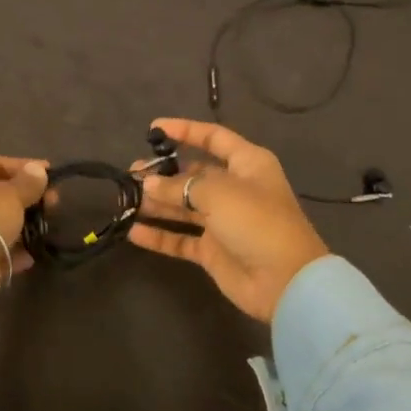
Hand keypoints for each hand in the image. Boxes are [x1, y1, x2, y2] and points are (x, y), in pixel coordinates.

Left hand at [0, 156, 49, 325]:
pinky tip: (29, 257)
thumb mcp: (10, 196)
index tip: (52, 175)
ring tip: (45, 230)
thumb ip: (27, 183)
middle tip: (53, 206)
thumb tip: (38, 169)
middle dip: (26, 198)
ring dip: (20, 226)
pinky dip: (9, 251)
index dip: (26, 168)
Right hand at [127, 118, 328, 324]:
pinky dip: (159, 236)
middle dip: (163, 173)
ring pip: (183, 206)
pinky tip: (133, 231)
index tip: (153, 129)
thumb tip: (149, 184)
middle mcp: (235, 188)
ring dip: (157, 203)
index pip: (213, 137)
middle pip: (193, 174)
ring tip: (126, 198)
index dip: (185, 130)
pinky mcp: (213, 250)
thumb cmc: (256, 221)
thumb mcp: (218, 193)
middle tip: (132, 174)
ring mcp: (223, 221)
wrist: (285, 281)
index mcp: (247, 164)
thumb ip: (179, 186)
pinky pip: (180, 238)